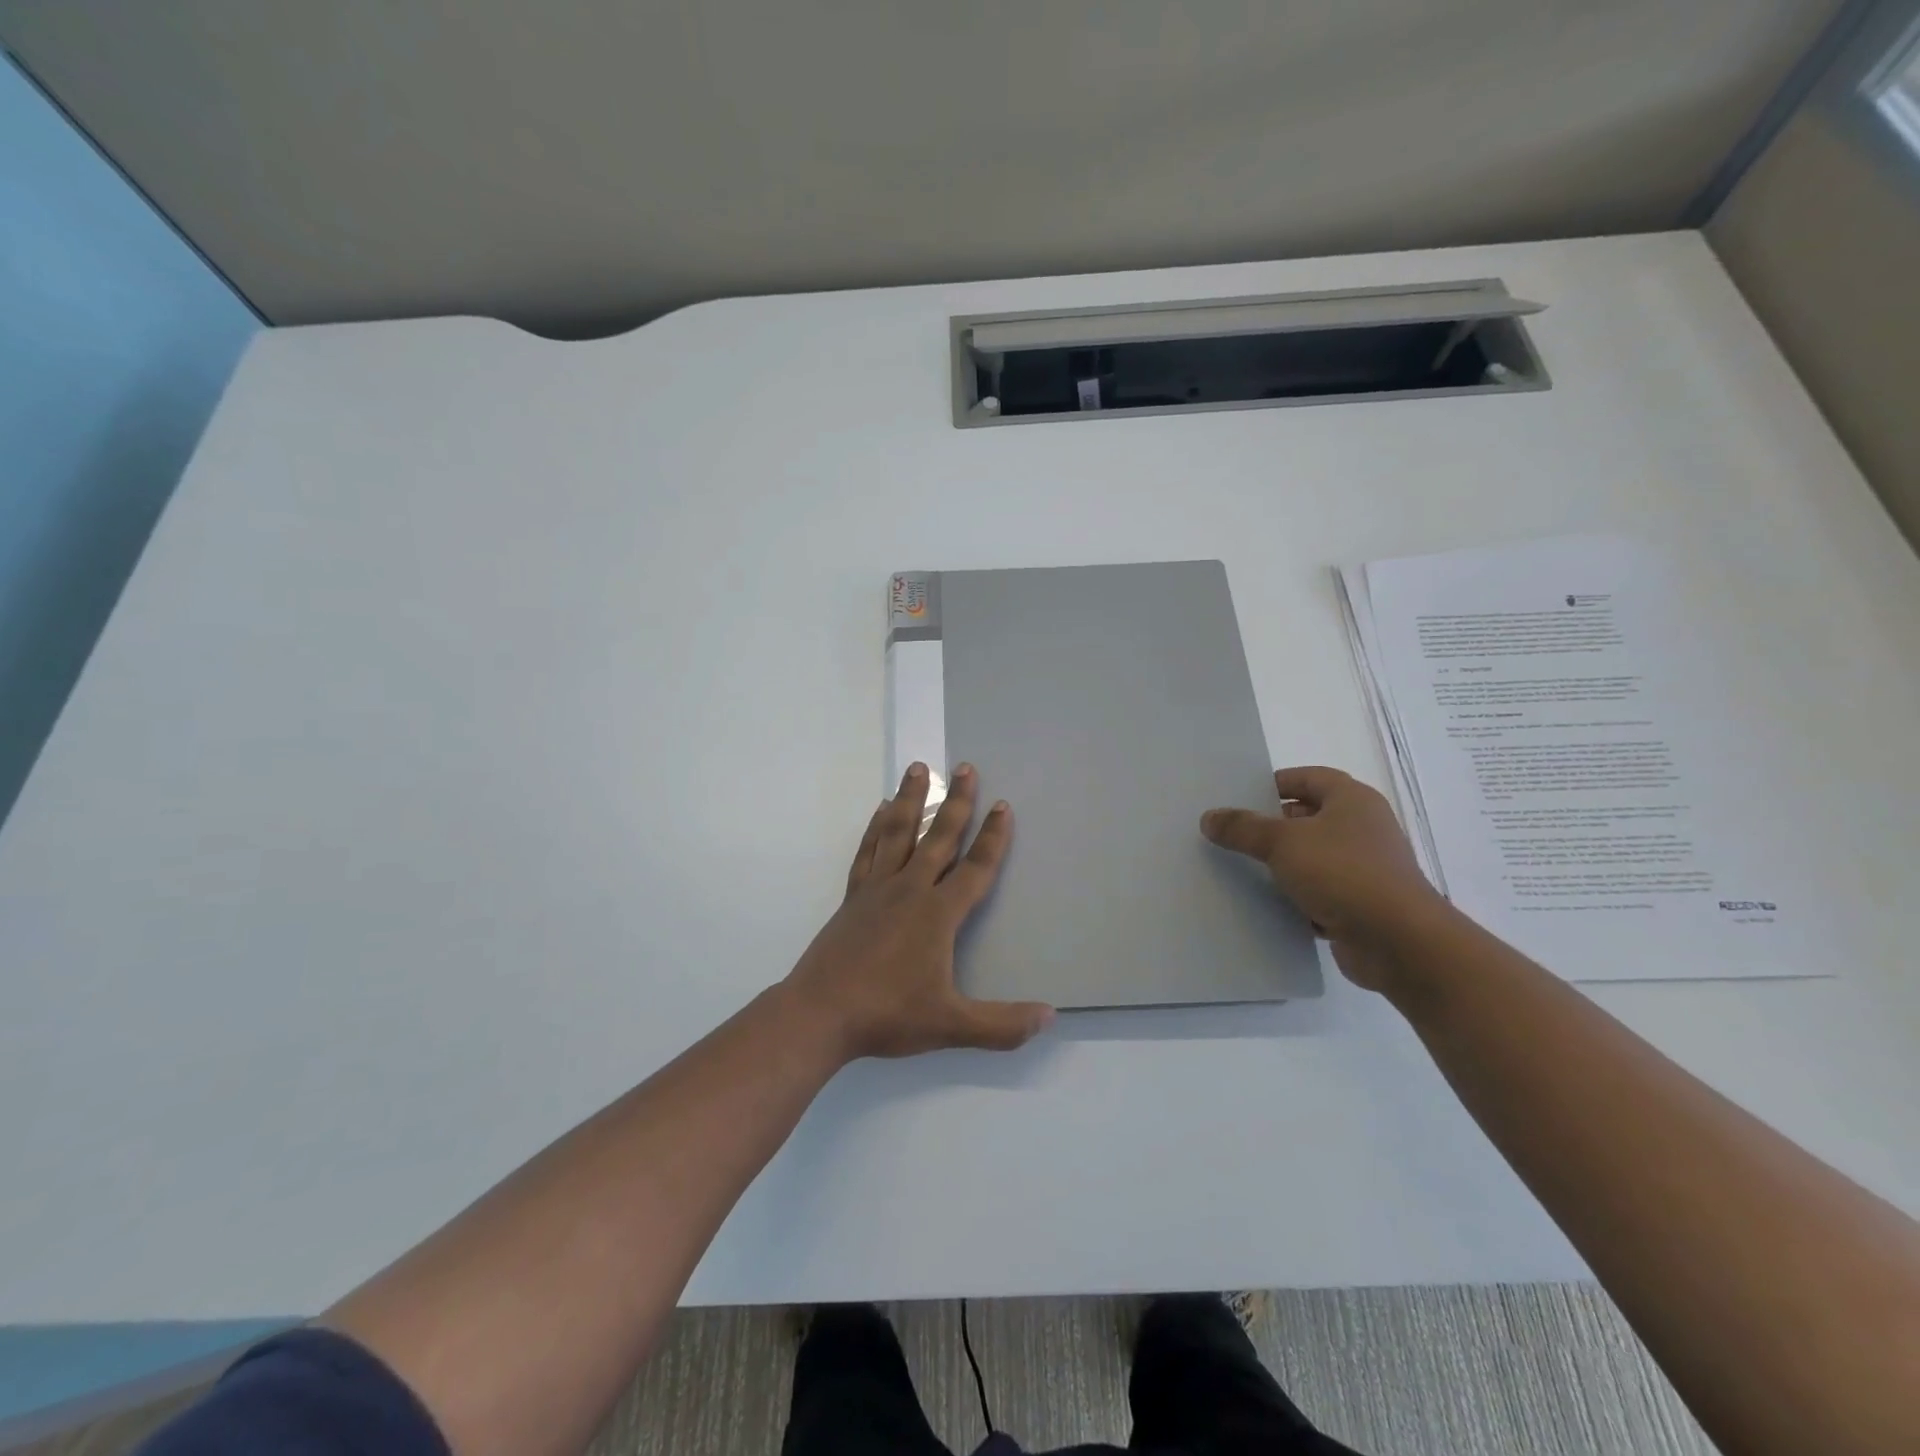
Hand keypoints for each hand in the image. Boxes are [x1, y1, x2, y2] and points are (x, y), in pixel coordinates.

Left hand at [783, 762, 1054, 1060]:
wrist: (820, 1014)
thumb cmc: (888, 1014)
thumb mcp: (951, 1024)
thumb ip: (1002, 1024)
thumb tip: (1050, 1017)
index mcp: (937, 914)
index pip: (974, 868)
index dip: (993, 838)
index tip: (1003, 805)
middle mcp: (910, 890)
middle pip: (938, 836)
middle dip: (957, 802)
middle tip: (965, 767)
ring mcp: (877, 890)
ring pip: (898, 832)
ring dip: (910, 799)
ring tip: (919, 768)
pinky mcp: (853, 897)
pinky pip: (868, 851)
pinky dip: (876, 827)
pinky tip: (880, 810)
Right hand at [1201, 766, 1446, 989]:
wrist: (1399, 941)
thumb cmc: (1343, 873)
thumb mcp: (1282, 842)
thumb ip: (1243, 827)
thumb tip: (1209, 817)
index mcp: (1352, 800)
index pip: (1310, 778)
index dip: (1277, 782)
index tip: (1242, 795)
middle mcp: (1363, 829)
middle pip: (1309, 817)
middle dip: (1271, 825)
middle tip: (1232, 834)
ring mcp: (1365, 868)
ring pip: (1312, 857)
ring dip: (1282, 864)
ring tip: (1240, 868)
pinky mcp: (1361, 904)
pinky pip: (1320, 892)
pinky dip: (1296, 897)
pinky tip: (1266, 904)